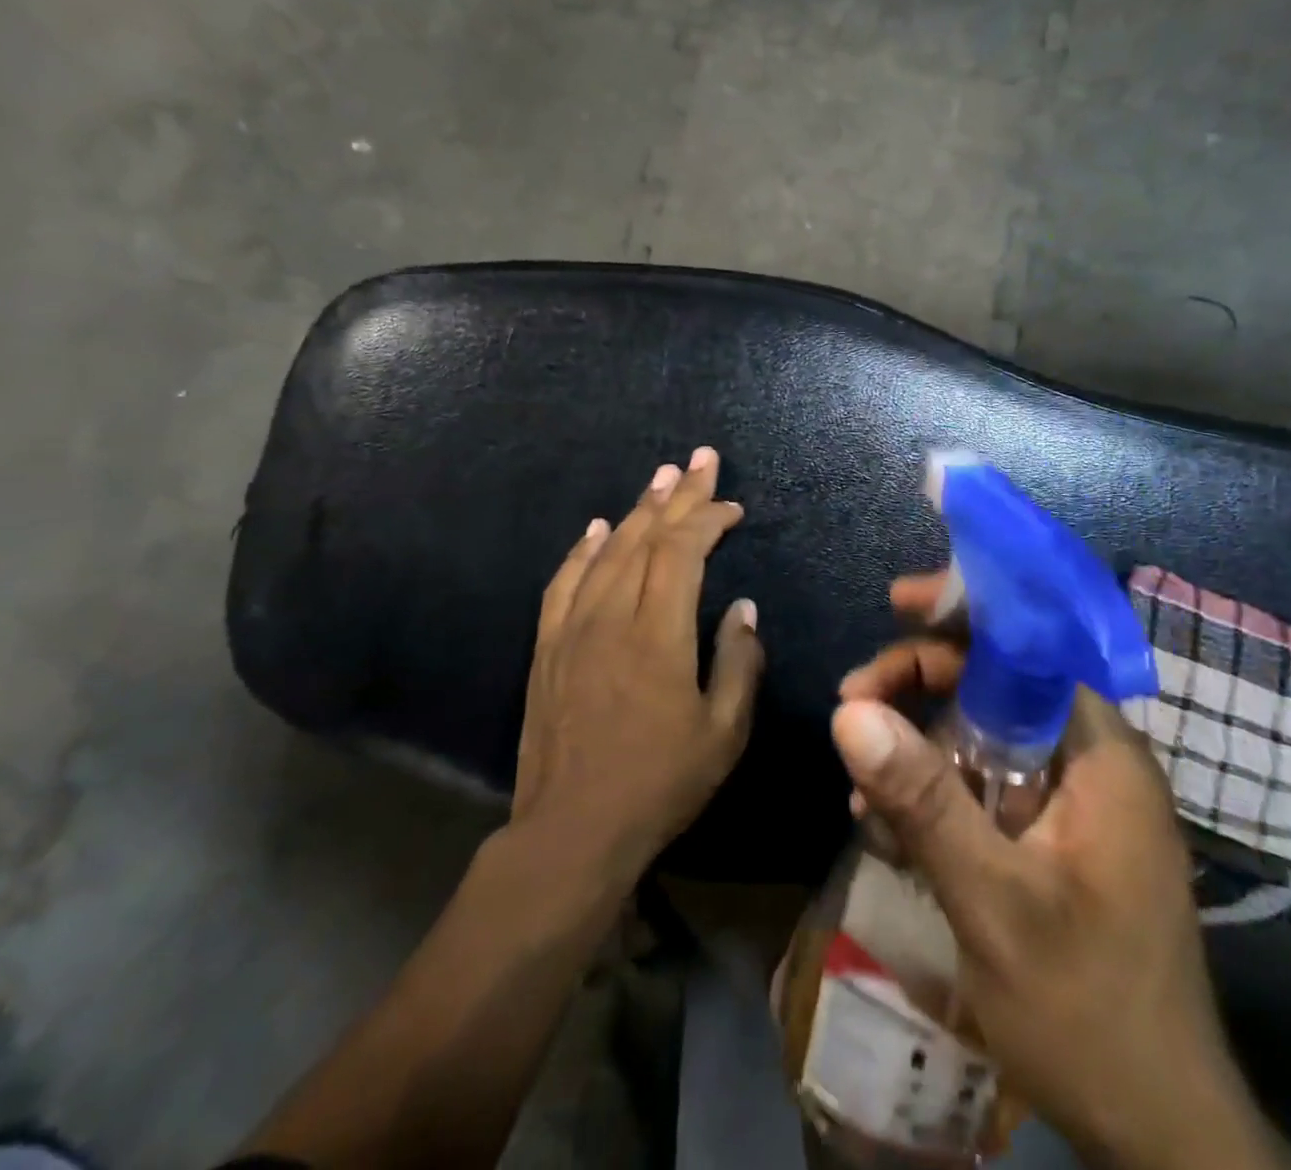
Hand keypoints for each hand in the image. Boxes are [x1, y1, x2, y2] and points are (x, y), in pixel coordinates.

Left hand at [513, 447, 763, 885]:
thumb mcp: (723, 733)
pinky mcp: (547, 646)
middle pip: (646, 537)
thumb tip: (743, 608)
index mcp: (658, 634)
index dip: (707, 518)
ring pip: (607, 551)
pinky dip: (584, 548)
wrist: (570, 831)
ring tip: (660, 478)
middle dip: (677, 494)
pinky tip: (598, 528)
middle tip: (699, 458)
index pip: (682, 552)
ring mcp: (572, 628)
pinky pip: (564, 581)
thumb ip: (739, 663)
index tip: (732, 505)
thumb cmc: (659, 784)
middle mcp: (611, 616)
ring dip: (636, 510)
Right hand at [832, 573, 1287, 1169]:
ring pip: (983, 732)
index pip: (1032, 644)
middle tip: (851, 704)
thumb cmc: (1088, 1013)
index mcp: (1101, 753)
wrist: (1158, 1136)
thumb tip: (849, 711)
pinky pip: (985, 783)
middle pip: (997, 682)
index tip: (897, 604)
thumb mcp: (994, 902)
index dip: (965, 612)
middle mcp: (1092, 760)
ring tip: (859, 781)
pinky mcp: (1053, 837)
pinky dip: (935, 789)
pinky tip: (886, 822)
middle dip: (920, 682)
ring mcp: (1074, 800)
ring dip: (917, 742)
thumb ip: (923, 800)